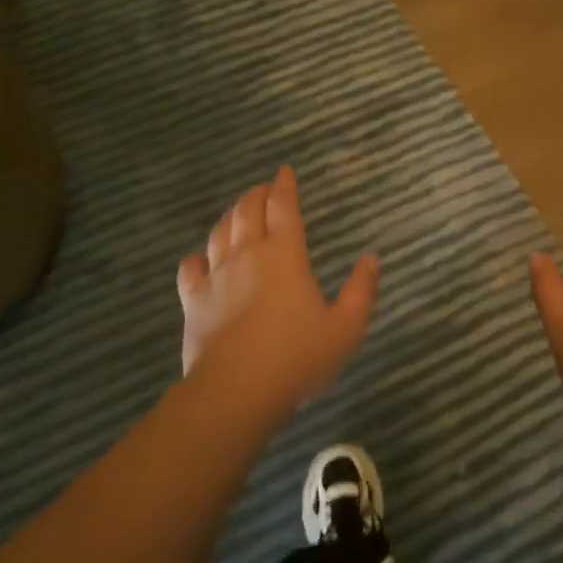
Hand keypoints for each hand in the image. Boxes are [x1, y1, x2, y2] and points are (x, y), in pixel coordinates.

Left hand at [176, 167, 379, 424]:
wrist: (238, 390)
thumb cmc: (298, 357)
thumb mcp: (346, 327)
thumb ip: (361, 290)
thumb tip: (372, 258)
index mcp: (285, 256)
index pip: (283, 208)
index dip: (284, 186)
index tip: (284, 171)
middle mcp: (248, 256)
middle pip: (247, 212)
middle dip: (256, 195)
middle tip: (263, 189)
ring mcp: (216, 277)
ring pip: (219, 233)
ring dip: (230, 217)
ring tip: (237, 212)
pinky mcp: (193, 301)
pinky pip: (190, 268)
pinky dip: (197, 257)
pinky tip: (200, 259)